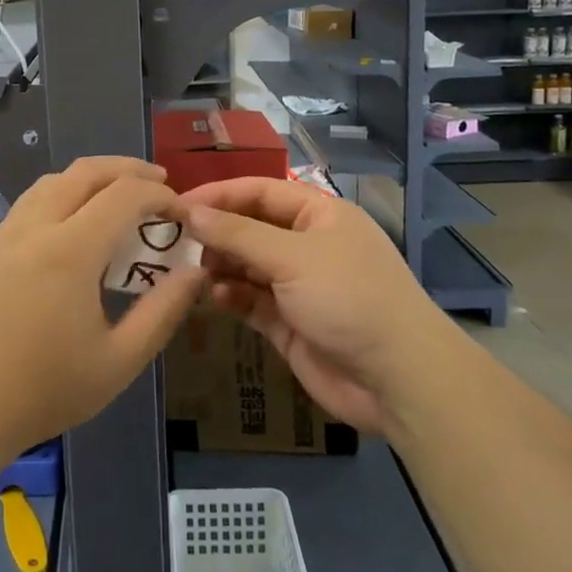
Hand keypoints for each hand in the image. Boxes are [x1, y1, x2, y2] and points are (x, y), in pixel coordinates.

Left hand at [0, 157, 205, 463]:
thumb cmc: (43, 392)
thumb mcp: (119, 362)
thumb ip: (163, 312)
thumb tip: (195, 272)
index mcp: (71, 250)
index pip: (125, 195)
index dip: (160, 195)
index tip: (182, 213)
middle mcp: (35, 227)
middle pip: (86, 172)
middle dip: (129, 170)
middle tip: (159, 184)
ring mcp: (5, 234)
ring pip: (53, 181)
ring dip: (92, 178)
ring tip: (119, 198)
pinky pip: (31, 202)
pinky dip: (63, 194)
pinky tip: (74, 225)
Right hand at [182, 178, 437, 434]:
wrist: (397, 379)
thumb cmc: (348, 298)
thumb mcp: (292, 257)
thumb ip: (237, 234)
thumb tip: (191, 212)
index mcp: (319, 215)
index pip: (260, 192)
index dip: (219, 195)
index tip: (178, 205)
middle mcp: (308, 245)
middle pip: (250, 228)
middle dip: (216, 233)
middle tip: (175, 242)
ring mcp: (298, 285)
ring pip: (247, 266)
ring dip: (220, 266)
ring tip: (191, 271)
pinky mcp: (289, 322)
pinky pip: (251, 300)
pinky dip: (230, 296)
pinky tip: (212, 296)